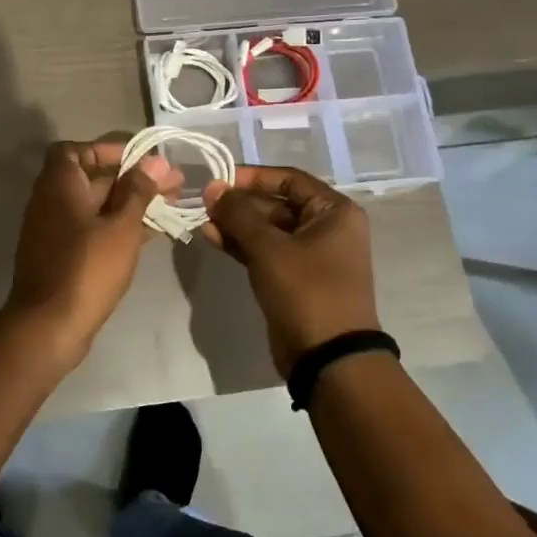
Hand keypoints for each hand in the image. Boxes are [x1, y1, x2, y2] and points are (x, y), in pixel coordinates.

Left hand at [4, 139, 178, 356]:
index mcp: (59, 184)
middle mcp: (52, 201)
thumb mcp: (121, 226)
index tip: (140, 159)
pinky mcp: (65, 256)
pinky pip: (95, 229)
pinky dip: (120, 227)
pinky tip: (154, 232)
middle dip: (133, 178)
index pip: (77, 150)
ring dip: (131, 203)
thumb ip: (138, 191)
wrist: (49, 326)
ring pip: (98, 207)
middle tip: (174, 184)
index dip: (108, 150)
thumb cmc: (87, 267)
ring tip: (172, 205)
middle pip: (94, 178)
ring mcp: (57, 231)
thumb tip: (155, 162)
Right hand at [202, 166, 378, 378]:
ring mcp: (311, 255)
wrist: (328, 359)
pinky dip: (241, 244)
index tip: (219, 179)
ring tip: (202, 220)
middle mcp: (327, 228)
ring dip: (236, 224)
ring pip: (268, 229)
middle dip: (240, 203)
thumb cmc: (306, 291)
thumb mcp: (269, 248)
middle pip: (277, 203)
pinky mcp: (294, 279)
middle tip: (204, 203)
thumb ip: (238, 214)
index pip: (289, 178)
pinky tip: (212, 238)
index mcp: (334, 212)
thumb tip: (213, 187)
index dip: (253, 176)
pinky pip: (265, 251)